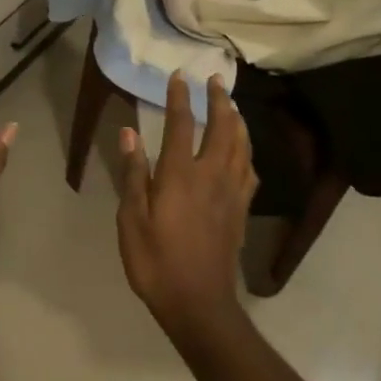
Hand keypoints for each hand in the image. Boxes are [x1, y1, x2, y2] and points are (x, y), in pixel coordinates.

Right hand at [115, 74, 256, 341]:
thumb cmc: (156, 262)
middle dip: (219, 101)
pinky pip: (250, 171)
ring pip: (242, 146)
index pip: (182, 126)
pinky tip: (244, 151)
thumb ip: (133, 174)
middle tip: (217, 79)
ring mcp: (231, 193)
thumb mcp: (131, 219)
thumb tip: (130, 133)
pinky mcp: (241, 211)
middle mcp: (211, 176)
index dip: (180, 99)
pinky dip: (247, 151)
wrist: (199, 303)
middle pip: (222, 129)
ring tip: (233, 105)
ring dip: (237, 121)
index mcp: (181, 175)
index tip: (180, 76)